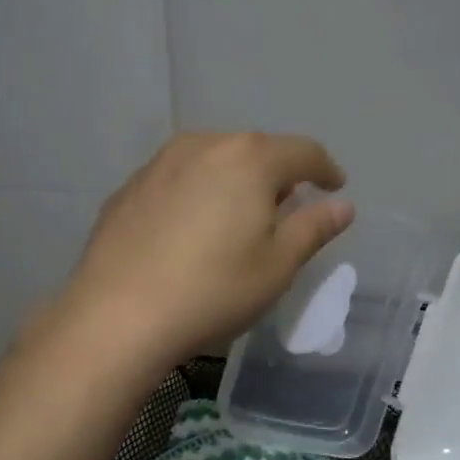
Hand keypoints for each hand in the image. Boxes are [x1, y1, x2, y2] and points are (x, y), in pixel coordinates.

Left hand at [58, 132, 354, 364]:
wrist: (118, 314)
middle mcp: (204, 145)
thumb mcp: (277, 266)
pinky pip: (178, 180)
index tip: (335, 187)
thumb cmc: (213, 290)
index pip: (303, 152)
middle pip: (255, 151)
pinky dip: (196, 195)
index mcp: (250, 158)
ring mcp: (159, 163)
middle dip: (277, 175)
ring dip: (234, 182)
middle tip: (286, 210)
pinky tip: (190, 230)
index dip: (326, 169)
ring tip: (237, 218)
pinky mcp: (128, 188)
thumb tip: (342, 205)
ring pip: (212, 162)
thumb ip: (314, 228)